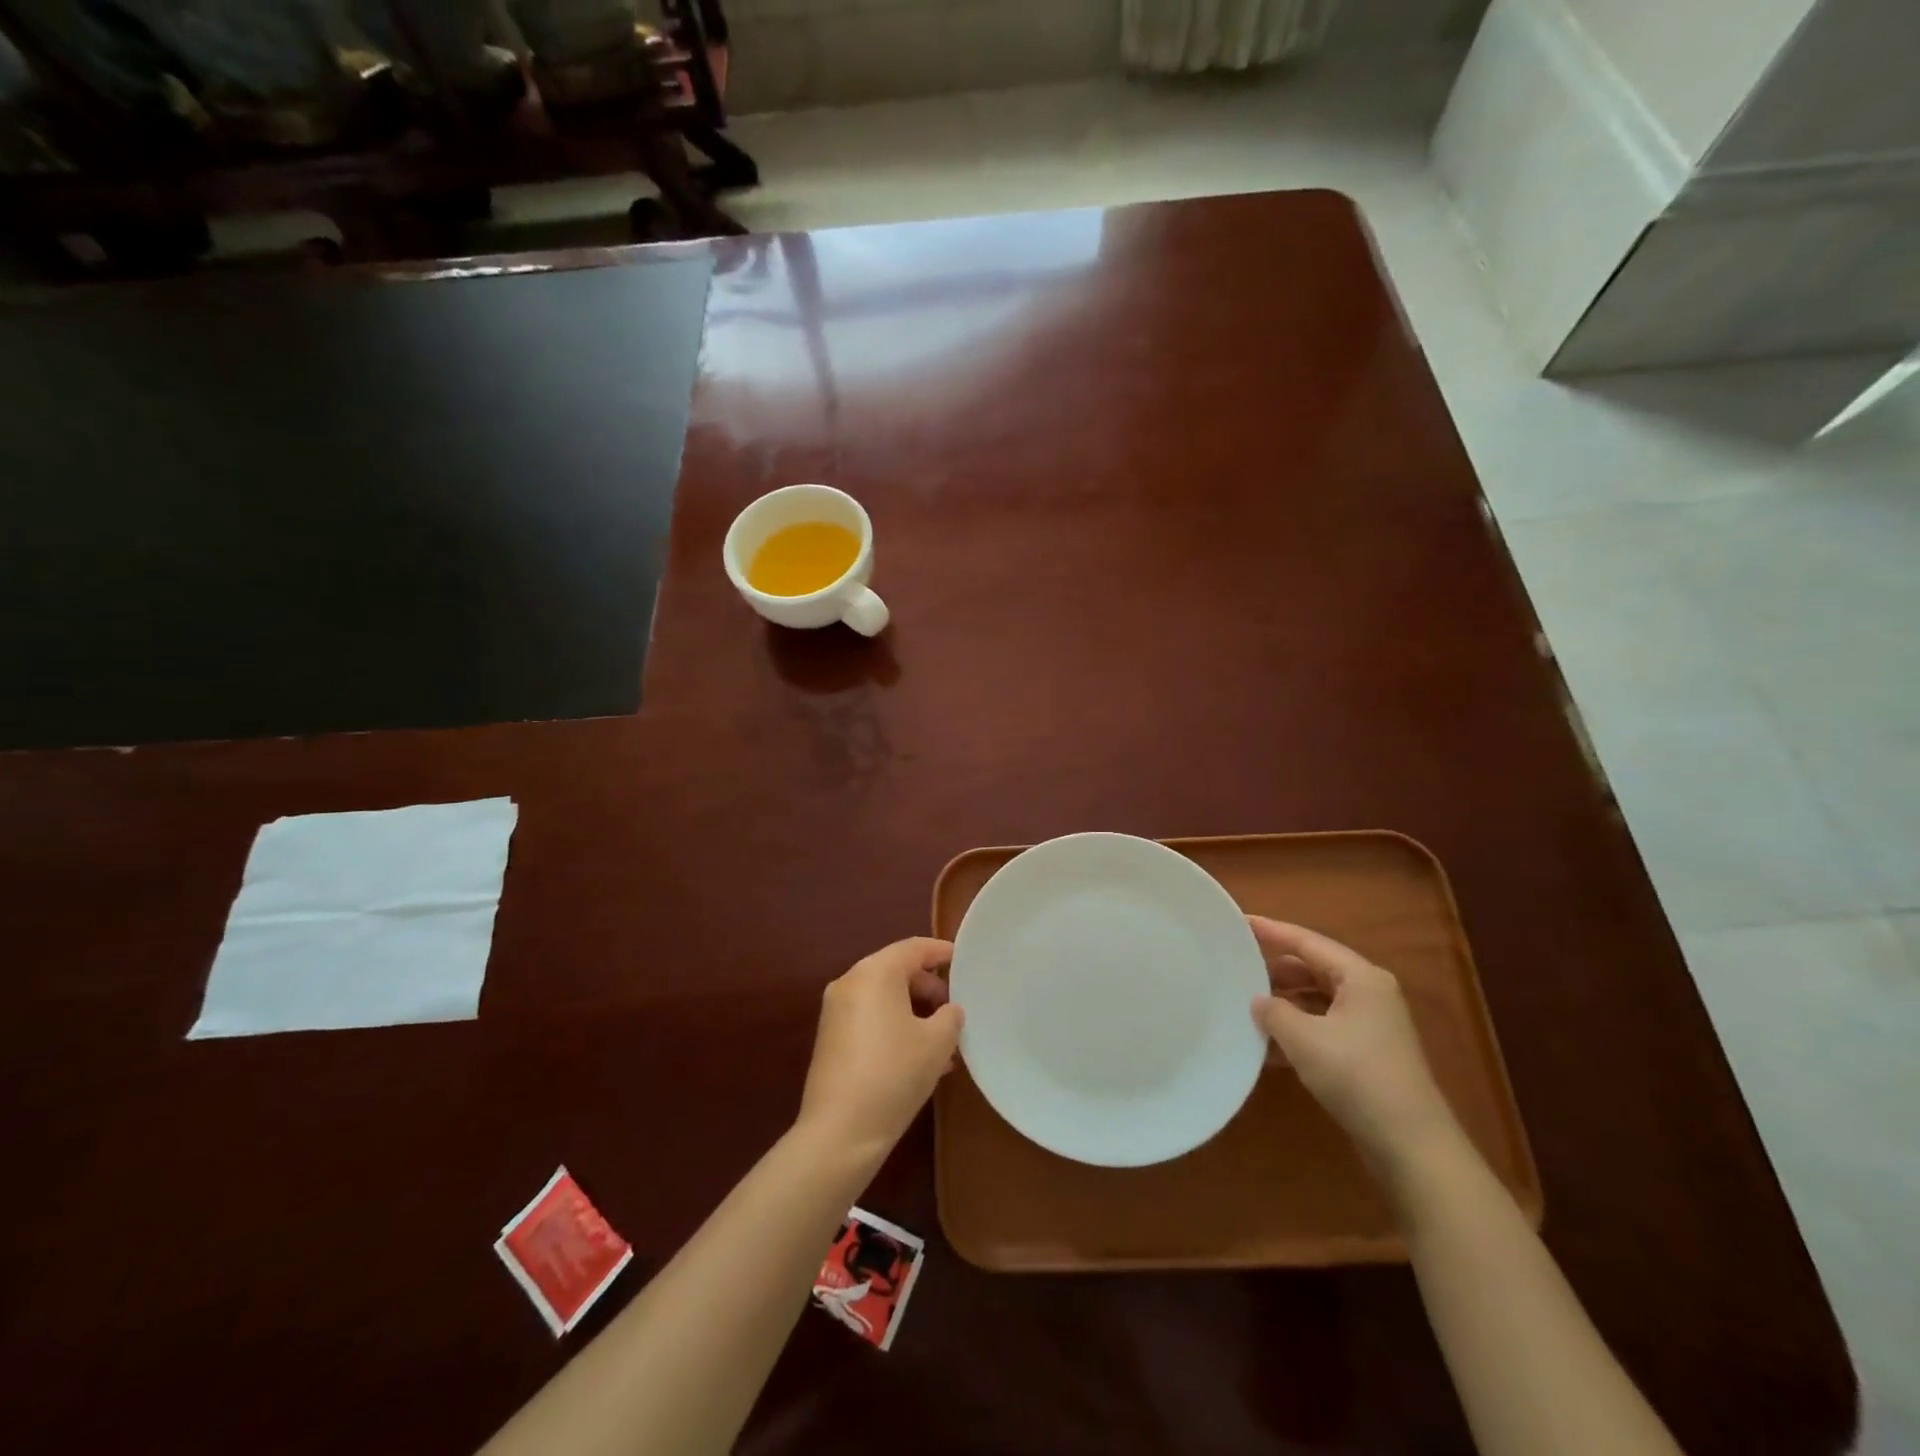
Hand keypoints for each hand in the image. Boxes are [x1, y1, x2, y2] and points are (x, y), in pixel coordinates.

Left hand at [796, 937, 964, 1163]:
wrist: (840, 1131)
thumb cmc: (894, 1074)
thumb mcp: (937, 1043)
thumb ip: (950, 1016)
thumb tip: (948, 1010)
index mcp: (875, 972)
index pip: (914, 948)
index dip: (941, 952)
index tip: (963, 961)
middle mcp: (850, 982)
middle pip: (897, 971)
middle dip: (929, 988)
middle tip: (954, 1011)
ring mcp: (835, 1011)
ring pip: (884, 998)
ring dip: (914, 1012)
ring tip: (943, 1043)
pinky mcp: (830, 1038)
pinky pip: (870, 1018)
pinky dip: (895, 1026)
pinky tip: (918, 1058)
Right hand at [1248, 917, 1456, 1164]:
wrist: (1411, 1146)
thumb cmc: (1357, 1076)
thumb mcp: (1303, 1038)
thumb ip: (1274, 1011)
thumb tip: (1258, 1001)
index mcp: (1360, 977)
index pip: (1307, 942)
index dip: (1271, 931)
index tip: (1238, 923)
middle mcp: (1369, 993)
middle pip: (1313, 968)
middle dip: (1275, 969)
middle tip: (1236, 966)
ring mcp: (1371, 1025)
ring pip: (1317, 999)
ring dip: (1284, 1002)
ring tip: (1246, 1005)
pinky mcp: (1367, 1053)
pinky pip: (1324, 1026)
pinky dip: (1297, 1029)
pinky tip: (1268, 1045)